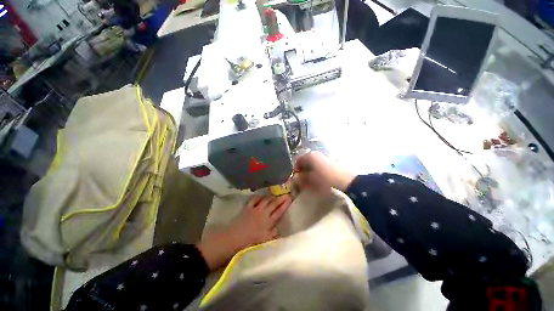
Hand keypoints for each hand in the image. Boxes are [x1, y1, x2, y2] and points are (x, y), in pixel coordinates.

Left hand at [197, 195, 291, 269]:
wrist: (234, 238)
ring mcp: (255, 209)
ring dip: (271, 197)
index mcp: (269, 221)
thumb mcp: (265, 241)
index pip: (280, 211)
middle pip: (274, 203)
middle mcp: (264, 213)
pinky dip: (259, 197)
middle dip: (281, 198)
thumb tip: (280, 230)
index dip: (285, 204)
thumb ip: (274, 235)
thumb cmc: (250, 242)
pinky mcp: (248, 208)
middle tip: (287, 193)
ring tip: (276, 194)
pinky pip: (254, 199)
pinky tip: (261, 196)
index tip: (290, 198)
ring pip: (266, 200)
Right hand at [294, 151, 354, 191]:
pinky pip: (318, 165)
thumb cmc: (325, 179)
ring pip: (311, 164)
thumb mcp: (310, 180)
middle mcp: (315, 154)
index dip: (295, 169)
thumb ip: (301, 178)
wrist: (345, 180)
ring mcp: (322, 157)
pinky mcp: (328, 161)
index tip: (295, 178)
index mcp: (309, 156)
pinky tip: (317, 178)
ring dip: (308, 171)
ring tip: (309, 181)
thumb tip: (295, 178)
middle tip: (301, 180)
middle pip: (304, 162)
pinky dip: (315, 171)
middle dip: (302, 171)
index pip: (297, 160)